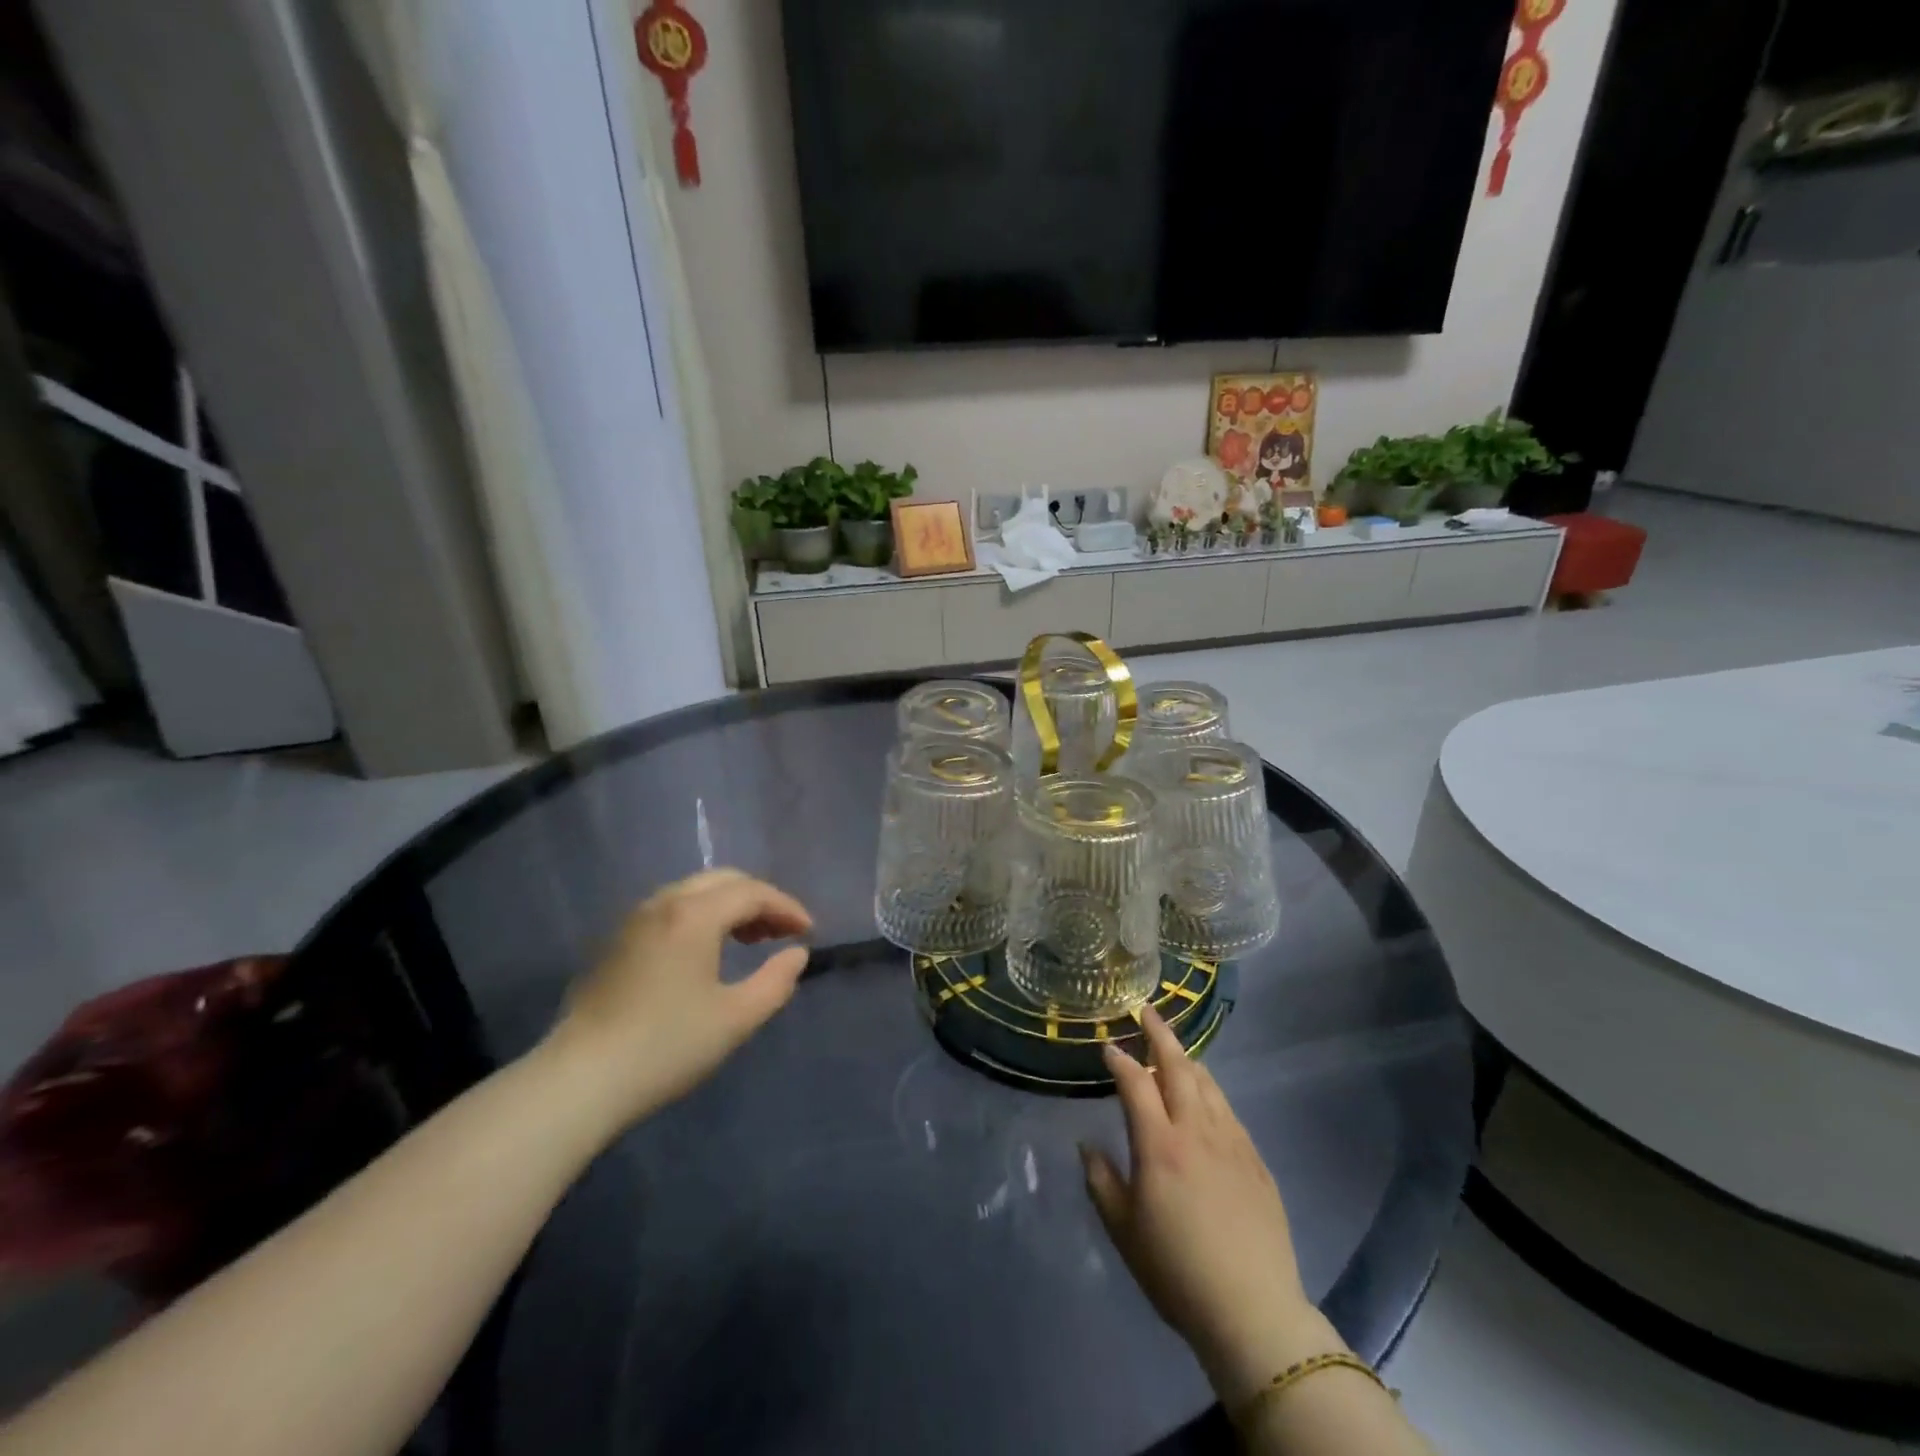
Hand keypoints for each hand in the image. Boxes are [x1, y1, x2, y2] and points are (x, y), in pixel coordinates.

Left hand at [545, 870, 812, 1131]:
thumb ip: (776, 981)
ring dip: (730, 906)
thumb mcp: (735, 1018)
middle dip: (759, 900)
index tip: (809, 932)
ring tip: (751, 940)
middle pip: (723, 880)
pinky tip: (707, 951)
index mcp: (694, 914)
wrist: (580, 1080)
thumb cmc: (666, 1046)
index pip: (752, 892)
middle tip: (781, 931)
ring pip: (695, 891)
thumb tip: (796, 954)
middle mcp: (664, 903)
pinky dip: (702, 915)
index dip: (787, 907)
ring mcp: (635, 920)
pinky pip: (672, 908)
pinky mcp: (617, 941)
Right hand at [1082, 1007, 1339, 1407]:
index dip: (1121, 1061)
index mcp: (1159, 1145)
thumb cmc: (1177, 1272)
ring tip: (1175, 1049)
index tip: (1108, 1046)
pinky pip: (1229, 1111)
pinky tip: (1207, 1098)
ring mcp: (1232, 1143)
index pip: (1136, 1084)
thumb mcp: (1124, 1231)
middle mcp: (1196, 1132)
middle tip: (1147, 1011)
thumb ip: (1101, 1181)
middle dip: (1160, 1035)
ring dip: (1187, 1060)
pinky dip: (1211, 1092)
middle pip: (1178, 1068)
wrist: (1253, 1312)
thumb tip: (1088, 1144)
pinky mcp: (1256, 1161)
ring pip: (1208, 1084)